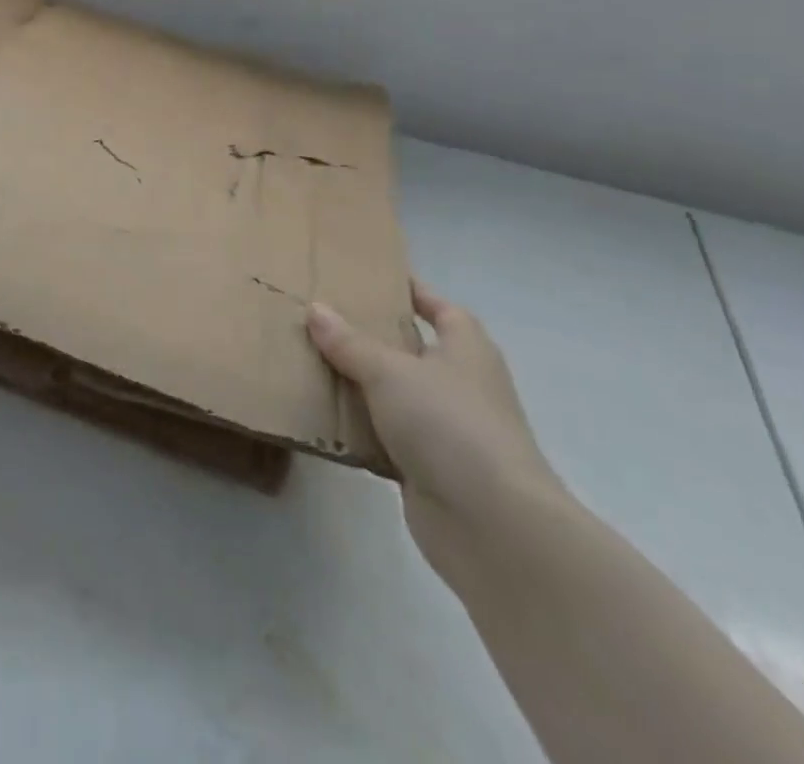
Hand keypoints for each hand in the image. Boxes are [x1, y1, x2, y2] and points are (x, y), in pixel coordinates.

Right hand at [307, 283, 565, 586]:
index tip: (374, 278)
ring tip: (310, 360)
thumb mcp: (390, 371)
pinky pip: (386, 436)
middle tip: (324, 316)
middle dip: (373, 336)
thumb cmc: (450, 425)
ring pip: (396, 395)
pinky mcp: (429, 469)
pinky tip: (322, 416)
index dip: (412, 292)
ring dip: (361, 384)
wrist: (493, 526)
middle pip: (413, 350)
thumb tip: (316, 310)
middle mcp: (461, 385)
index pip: (440, 308)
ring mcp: (448, 430)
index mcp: (466, 349)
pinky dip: (361, 428)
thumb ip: (350, 342)